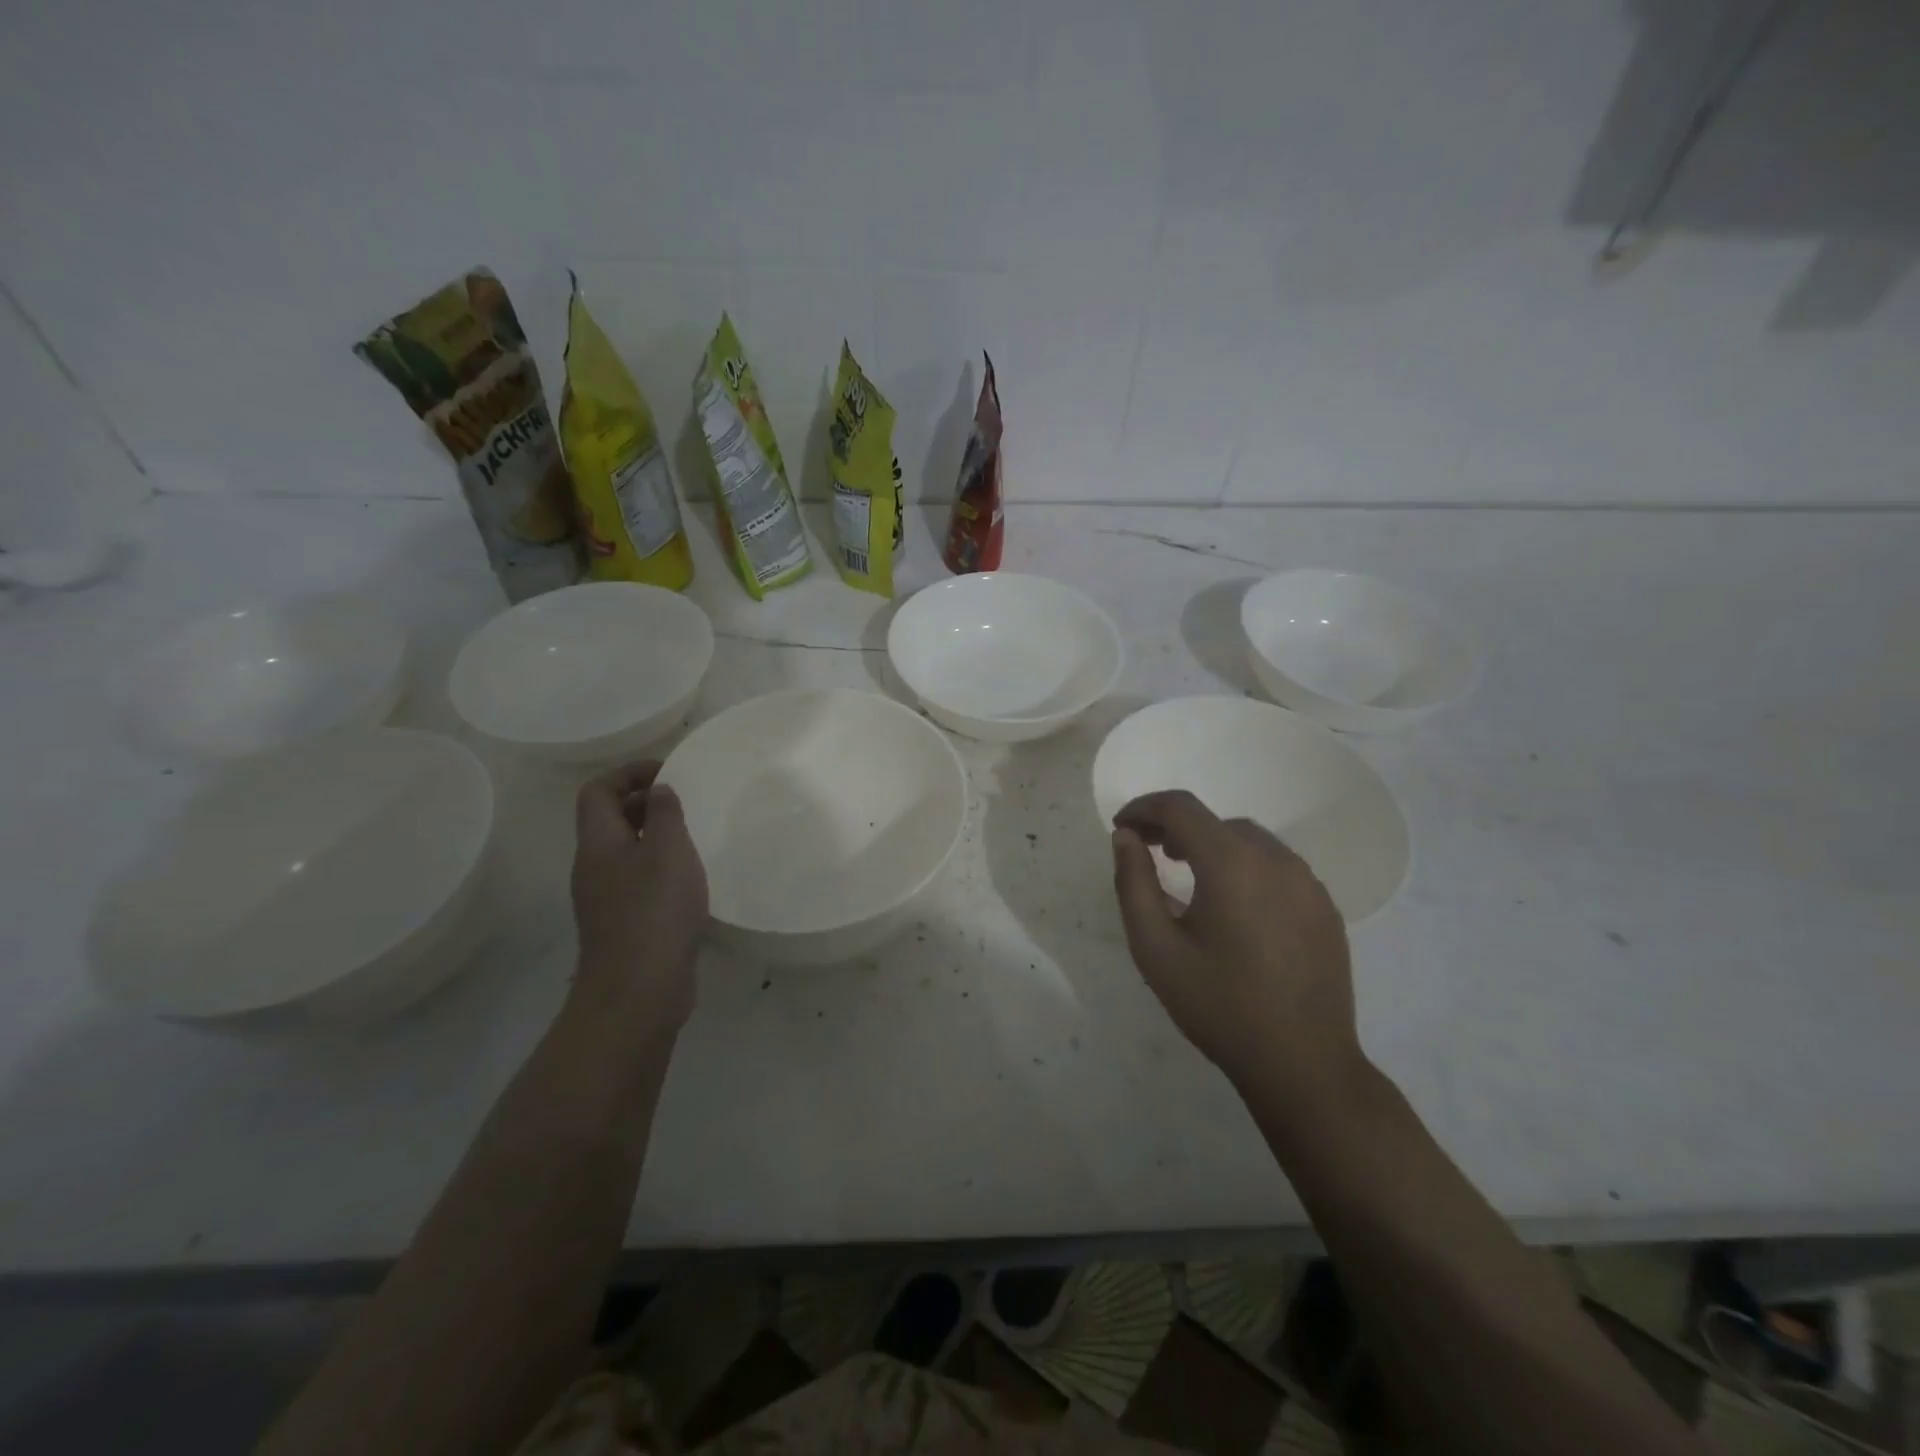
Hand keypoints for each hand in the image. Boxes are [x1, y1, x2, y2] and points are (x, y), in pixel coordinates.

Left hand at [569, 761, 707, 1038]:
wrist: (638, 990)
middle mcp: (594, 867)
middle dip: (644, 803)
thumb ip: (663, 813)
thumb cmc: (654, 910)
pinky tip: (691, 880)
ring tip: (693, 838)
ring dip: (655, 837)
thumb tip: (658, 791)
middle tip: (685, 803)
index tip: (669, 773)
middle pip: (609, 820)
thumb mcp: (667, 849)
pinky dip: (661, 868)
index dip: (629, 773)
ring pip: (626, 851)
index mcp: (598, 843)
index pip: (598, 791)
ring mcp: (606, 898)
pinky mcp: (624, 924)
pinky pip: (638, 880)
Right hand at [1111, 790, 1360, 1096]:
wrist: (1303, 1064)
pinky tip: (1233, 904)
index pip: (1181, 808)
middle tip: (1148, 851)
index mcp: (1232, 864)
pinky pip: (1277, 867)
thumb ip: (1133, 883)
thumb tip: (1127, 838)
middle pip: (1216, 822)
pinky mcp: (1325, 907)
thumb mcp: (1156, 948)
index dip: (1144, 808)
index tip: (1121, 828)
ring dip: (1212, 845)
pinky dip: (1245, 866)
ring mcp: (1308, 883)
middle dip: (1175, 827)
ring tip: (1186, 871)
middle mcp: (1276, 860)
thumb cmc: (1218, 1005)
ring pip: (1250, 841)